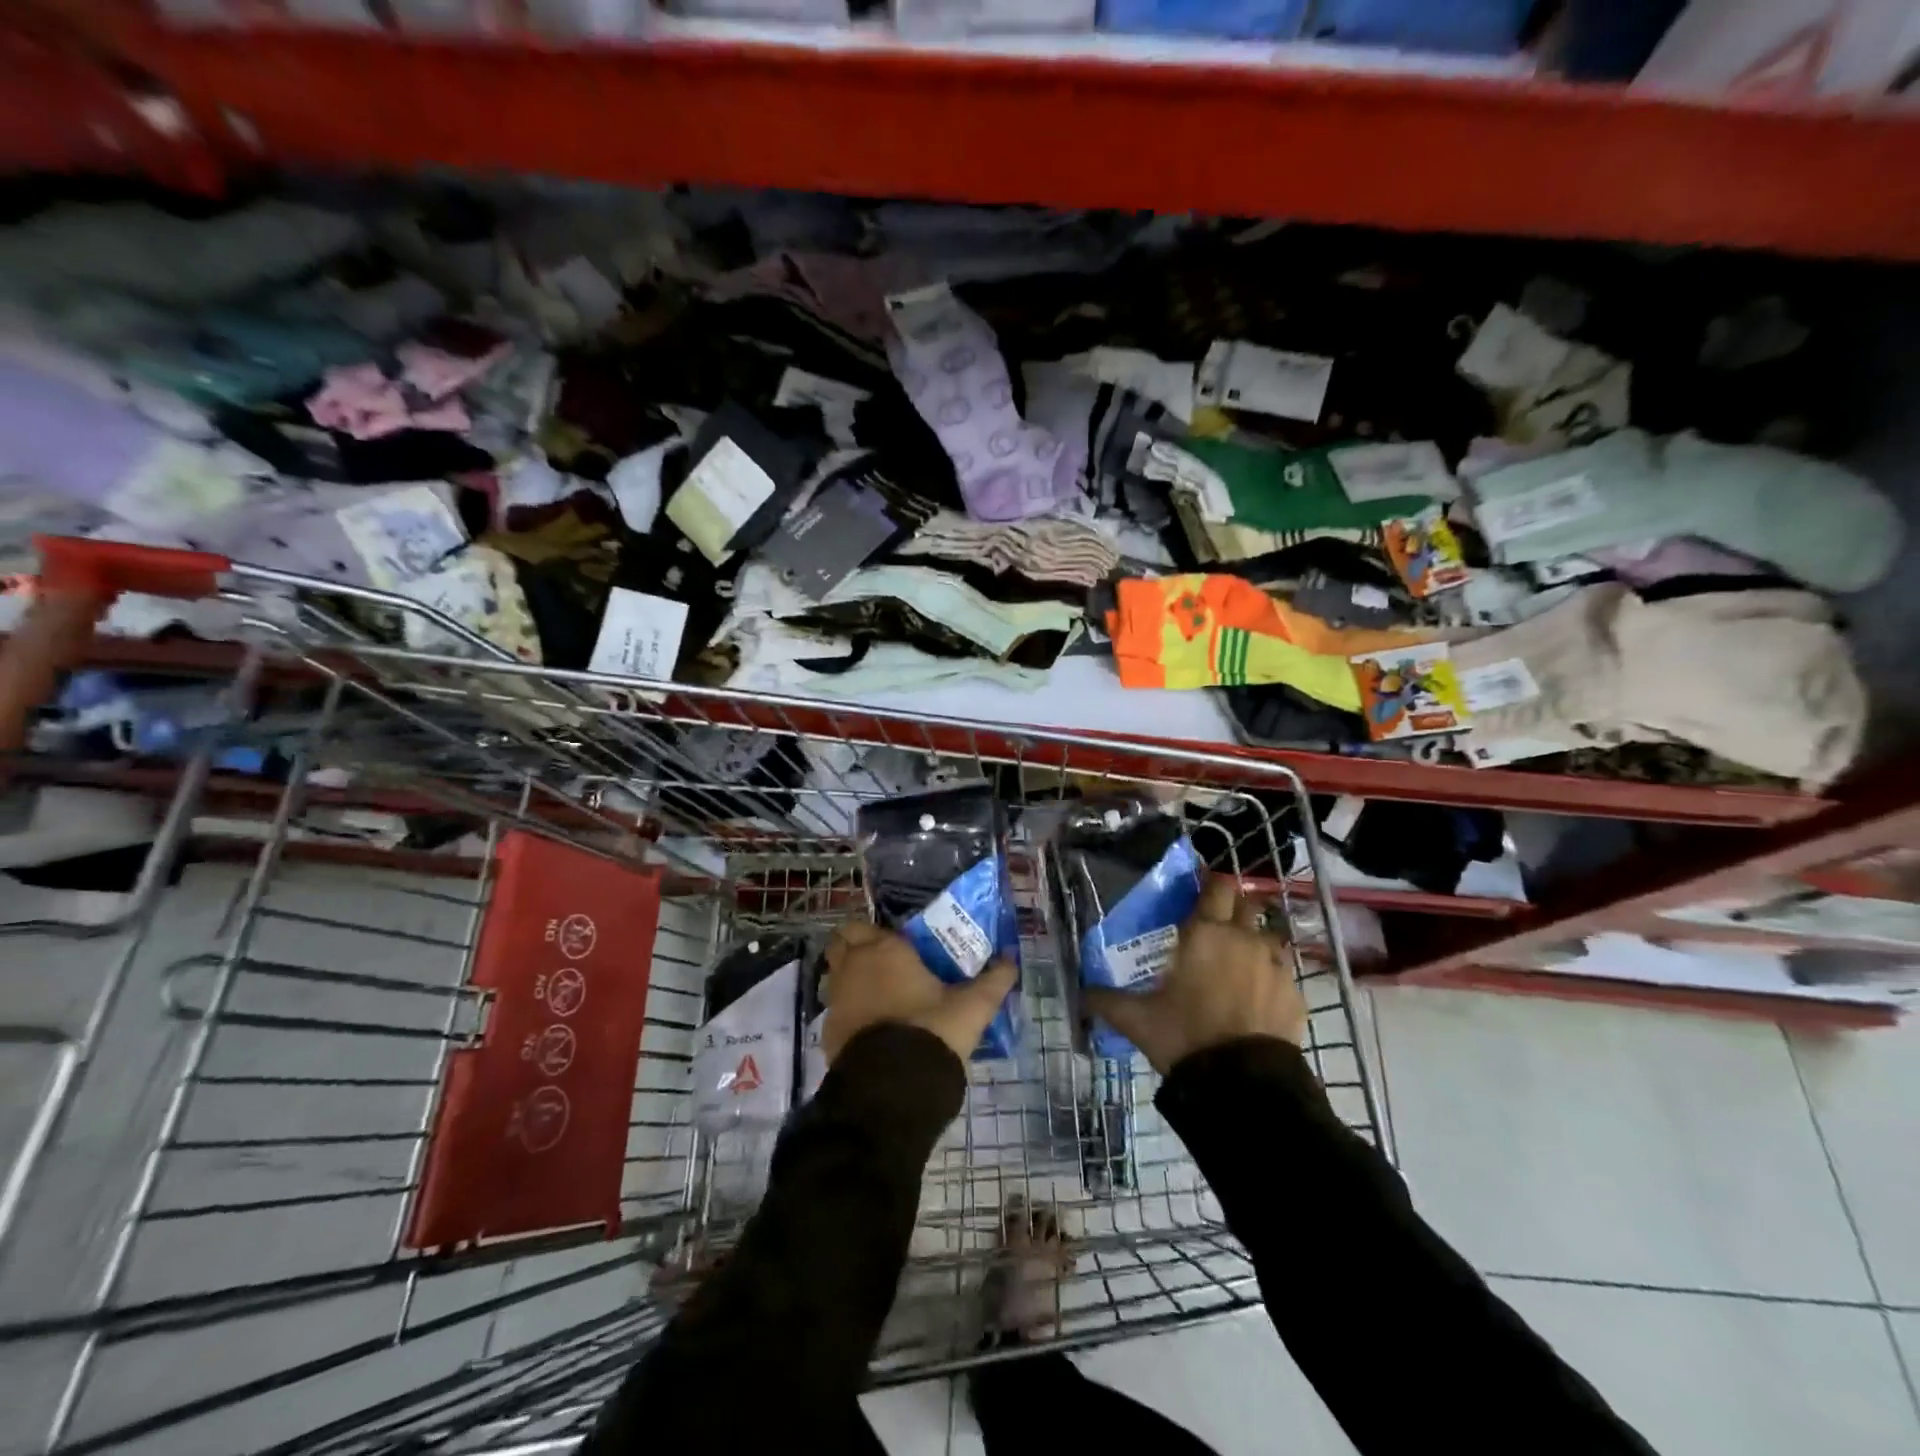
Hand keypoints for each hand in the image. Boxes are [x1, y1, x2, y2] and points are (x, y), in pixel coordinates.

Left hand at [822, 919, 1017, 1064]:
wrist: (894, 1087)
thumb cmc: (933, 1030)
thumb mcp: (973, 1006)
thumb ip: (994, 980)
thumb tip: (1012, 961)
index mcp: (885, 950)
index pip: (865, 925)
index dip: (879, 933)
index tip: (900, 945)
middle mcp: (853, 966)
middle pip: (841, 943)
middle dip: (856, 947)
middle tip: (884, 962)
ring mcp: (836, 1000)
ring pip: (835, 976)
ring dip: (851, 979)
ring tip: (881, 995)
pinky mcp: (828, 1032)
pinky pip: (836, 1010)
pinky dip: (850, 1012)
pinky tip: (873, 1026)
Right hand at [1086, 876, 1305, 1073]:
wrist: (1243, 1083)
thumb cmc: (1185, 1036)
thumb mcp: (1137, 1020)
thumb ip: (1107, 1001)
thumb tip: (1081, 994)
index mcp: (1205, 933)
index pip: (1215, 887)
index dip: (1209, 885)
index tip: (1200, 893)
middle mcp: (1243, 938)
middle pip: (1246, 903)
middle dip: (1232, 908)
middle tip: (1215, 926)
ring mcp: (1275, 964)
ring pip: (1268, 936)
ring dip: (1254, 940)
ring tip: (1237, 962)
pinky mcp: (1294, 993)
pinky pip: (1282, 971)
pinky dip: (1269, 976)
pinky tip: (1256, 996)